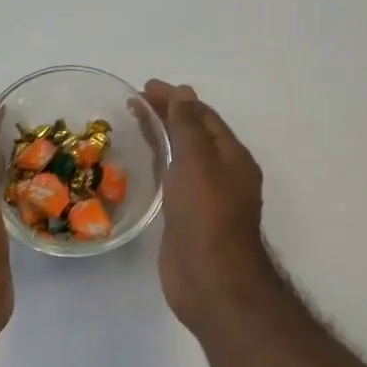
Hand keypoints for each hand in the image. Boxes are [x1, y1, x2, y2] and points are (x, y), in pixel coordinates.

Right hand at [143, 81, 278, 331]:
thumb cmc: (206, 215)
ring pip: (182, 157)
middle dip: (168, 114)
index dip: (177, 99)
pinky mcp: (187, 218)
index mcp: (232, 158)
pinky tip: (140, 161)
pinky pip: (172, 180)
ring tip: (134, 121)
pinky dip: (158, 163)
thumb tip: (184, 93)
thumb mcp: (197, 161)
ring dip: (162, 136)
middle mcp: (222, 174)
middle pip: (194, 134)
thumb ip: (188, 126)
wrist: (209, 279)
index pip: (204, 117)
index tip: (146, 87)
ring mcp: (205, 198)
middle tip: (135, 100)